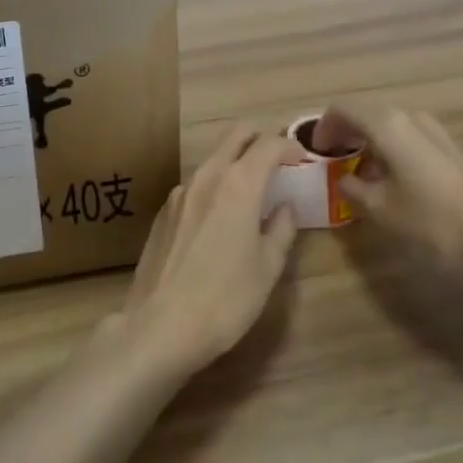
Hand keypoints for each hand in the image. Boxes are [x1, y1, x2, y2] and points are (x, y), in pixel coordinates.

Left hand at [118, 125, 299, 379]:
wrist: (160, 326)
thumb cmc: (226, 299)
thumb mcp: (267, 268)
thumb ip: (281, 230)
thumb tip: (286, 208)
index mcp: (239, 184)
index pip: (269, 144)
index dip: (289, 145)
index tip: (302, 158)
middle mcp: (207, 176)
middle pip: (236, 136)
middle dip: (260, 138)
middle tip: (279, 159)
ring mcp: (180, 192)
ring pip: (213, 160)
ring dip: (235, 163)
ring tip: (252, 191)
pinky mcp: (163, 212)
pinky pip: (195, 186)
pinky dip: (214, 187)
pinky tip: (219, 218)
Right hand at [318, 104, 462, 274]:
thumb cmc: (430, 219)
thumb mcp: (379, 208)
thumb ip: (351, 189)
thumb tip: (343, 180)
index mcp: (386, 123)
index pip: (341, 109)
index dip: (323, 128)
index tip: (315, 152)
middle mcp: (409, 116)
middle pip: (365, 112)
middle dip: (344, 132)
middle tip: (331, 160)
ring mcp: (432, 129)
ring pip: (387, 124)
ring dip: (367, 140)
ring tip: (357, 172)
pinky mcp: (448, 146)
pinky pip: (406, 136)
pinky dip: (388, 148)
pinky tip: (389, 178)